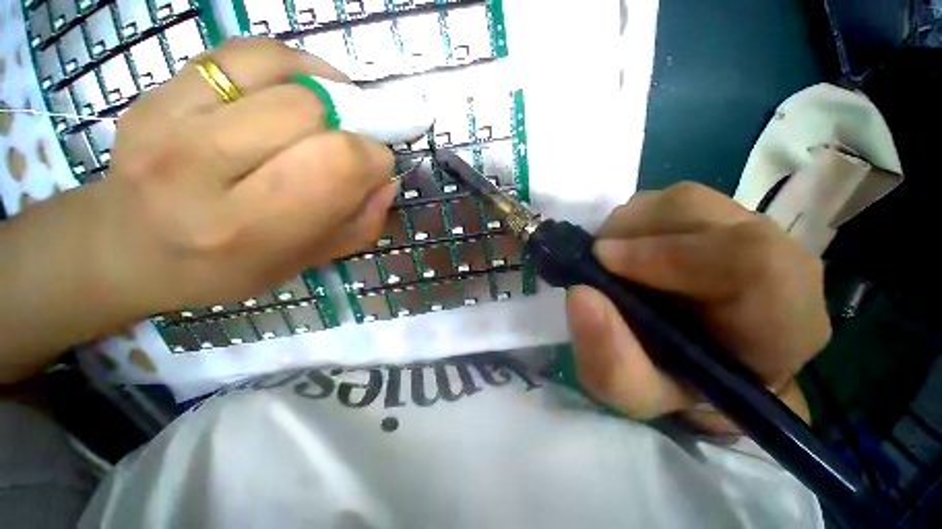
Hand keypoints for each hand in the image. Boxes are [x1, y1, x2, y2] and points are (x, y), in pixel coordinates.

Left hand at [88, 37, 395, 314]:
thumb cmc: (227, 268)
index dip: (374, 158)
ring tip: (328, 114)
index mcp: (246, 228)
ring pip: (279, 74)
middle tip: (351, 144)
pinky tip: (296, 88)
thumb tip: (387, 179)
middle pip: (310, 112)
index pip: (336, 164)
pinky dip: (287, 64)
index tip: (378, 167)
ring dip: (324, 91)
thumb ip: (360, 223)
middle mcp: (196, 170)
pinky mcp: (155, 90)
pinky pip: (242, 52)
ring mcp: (165, 120)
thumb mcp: (308, 261)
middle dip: (351, 126)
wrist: (128, 247)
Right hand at [566, 182, 829, 430]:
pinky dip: (633, 223)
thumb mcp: (632, 392)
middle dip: (630, 235)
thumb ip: (610, 358)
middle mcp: (779, 261)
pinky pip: (668, 202)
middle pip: (702, 213)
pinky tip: (626, 252)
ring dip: (628, 228)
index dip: (669, 254)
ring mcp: (749, 229)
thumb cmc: (670, 384)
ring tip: (610, 262)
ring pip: (679, 201)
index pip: (751, 260)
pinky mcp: (719, 217)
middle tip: (596, 263)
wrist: (692, 362)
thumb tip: (580, 295)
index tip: (602, 262)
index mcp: (784, 322)